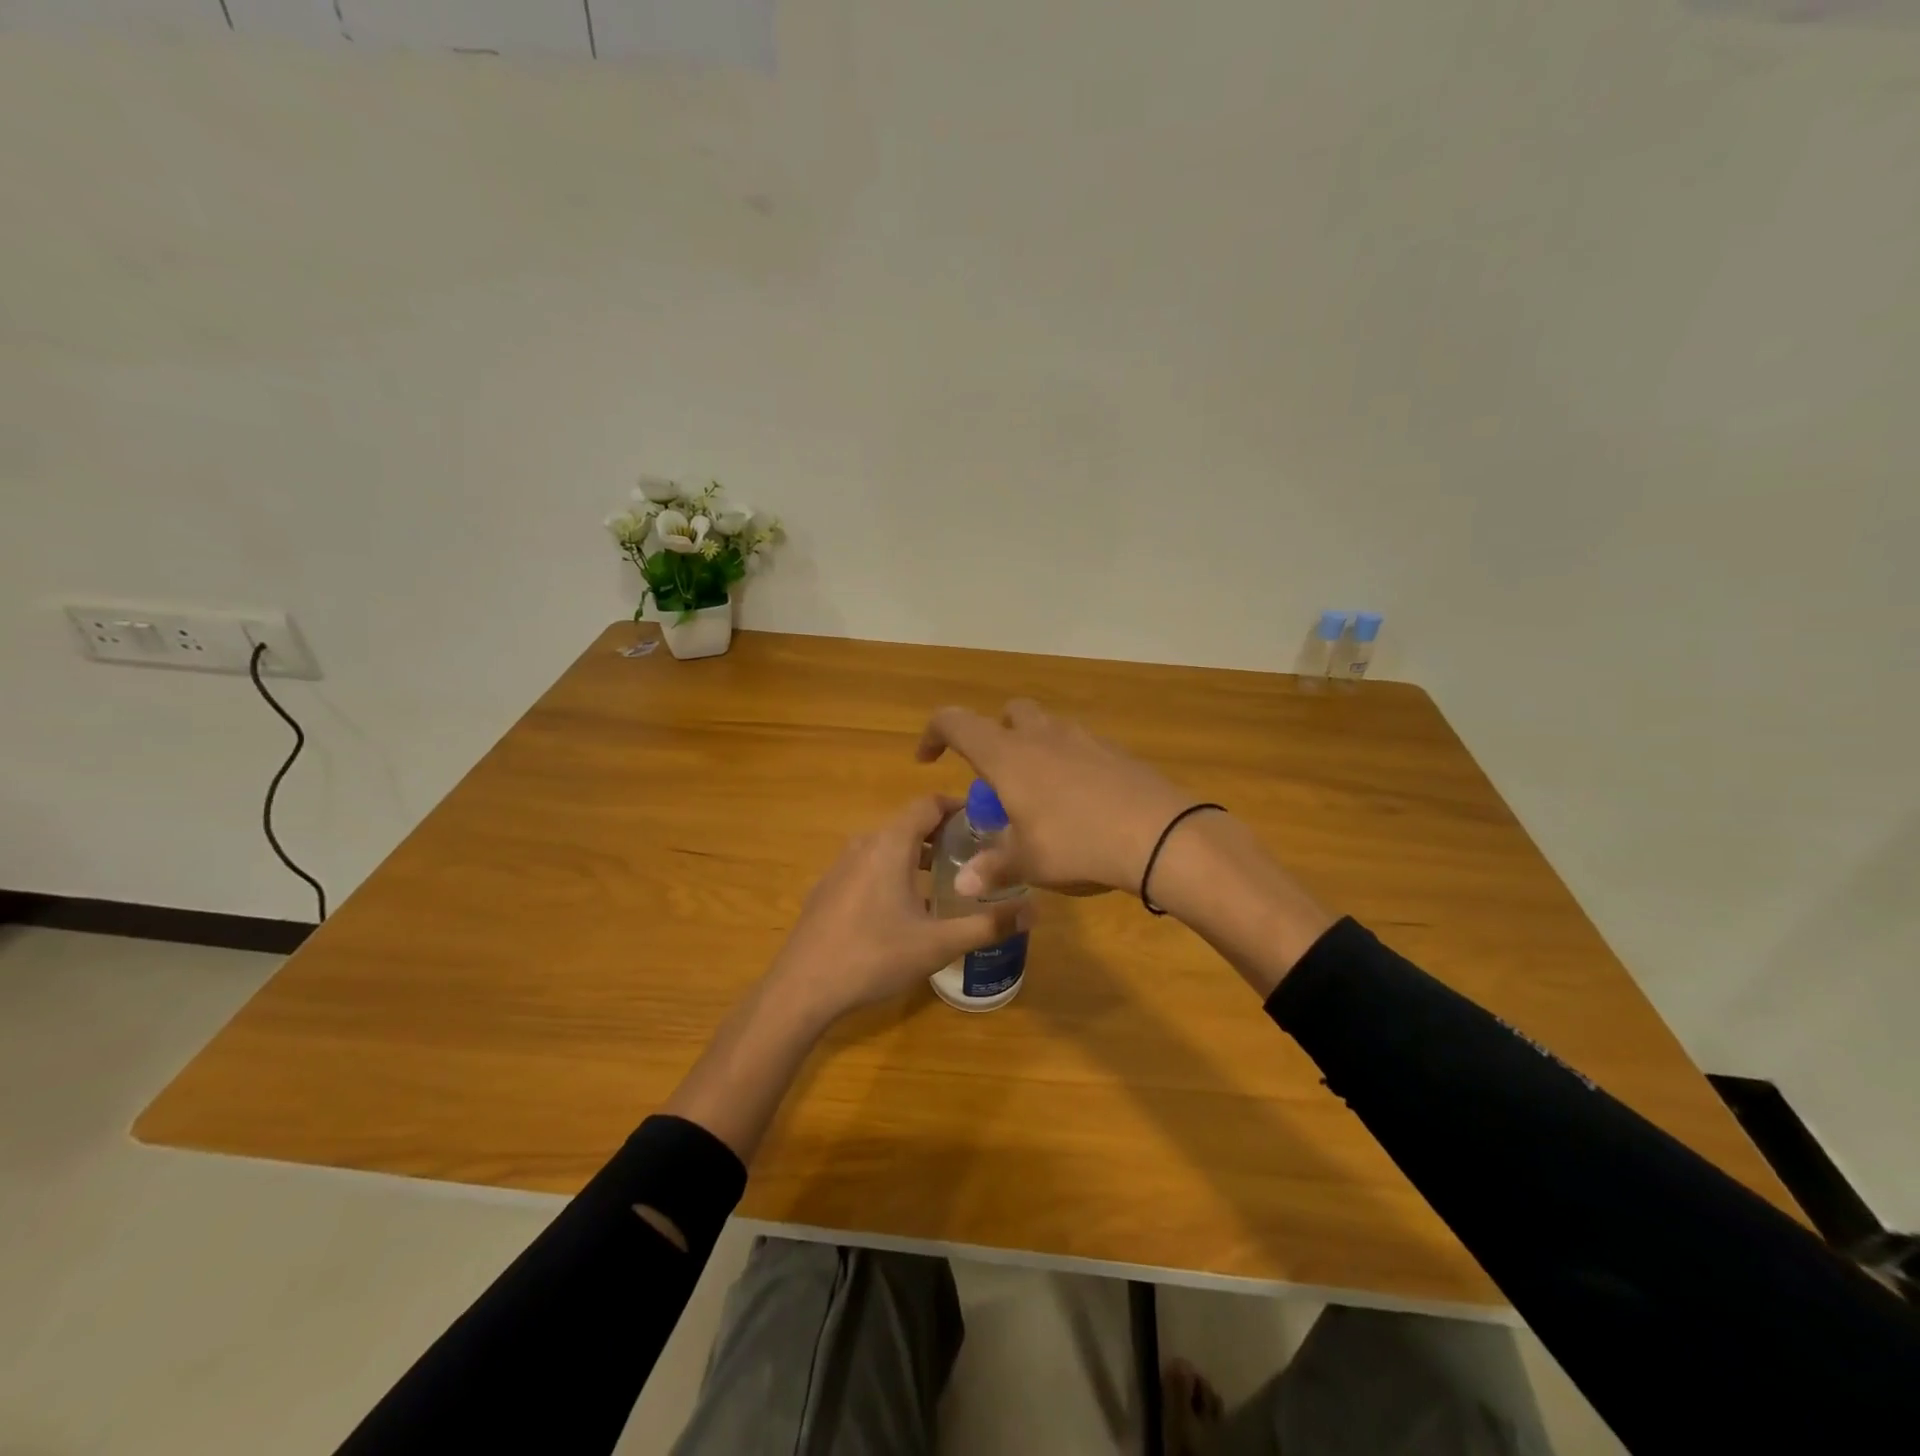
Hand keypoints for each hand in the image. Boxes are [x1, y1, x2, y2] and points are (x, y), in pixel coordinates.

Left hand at [767, 795, 1029, 1024]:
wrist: (801, 989)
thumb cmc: (873, 956)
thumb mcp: (938, 944)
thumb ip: (988, 925)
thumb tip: (1035, 911)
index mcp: (890, 844)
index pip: (928, 803)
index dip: (959, 806)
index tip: (987, 822)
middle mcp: (864, 844)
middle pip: (909, 824)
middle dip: (944, 834)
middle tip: (976, 856)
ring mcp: (841, 866)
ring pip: (887, 846)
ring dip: (918, 855)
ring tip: (947, 880)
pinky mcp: (828, 889)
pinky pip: (869, 866)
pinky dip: (894, 872)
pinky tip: (905, 909)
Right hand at [916, 700, 1197, 898]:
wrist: (1160, 834)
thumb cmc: (1078, 843)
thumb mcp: (1029, 862)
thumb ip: (993, 868)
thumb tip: (964, 884)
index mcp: (1008, 755)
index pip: (956, 723)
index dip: (934, 734)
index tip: (928, 760)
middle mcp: (1042, 735)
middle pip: (1008, 714)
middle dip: (994, 736)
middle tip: (996, 779)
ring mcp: (1083, 738)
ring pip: (1046, 727)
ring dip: (1033, 749)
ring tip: (1038, 794)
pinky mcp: (1115, 751)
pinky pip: (1079, 746)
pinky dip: (1068, 763)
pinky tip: (1079, 802)